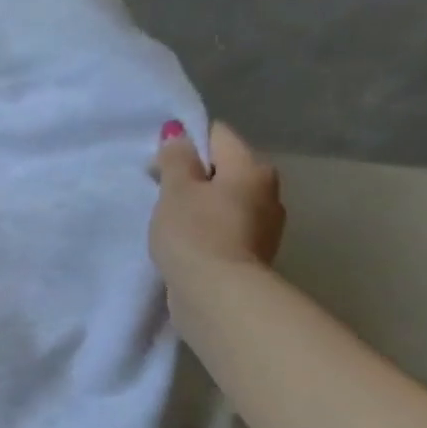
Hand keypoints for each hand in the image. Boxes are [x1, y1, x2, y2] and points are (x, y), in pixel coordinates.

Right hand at [149, 120, 284, 288]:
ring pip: (226, 200)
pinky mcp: (253, 253)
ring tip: (171, 221)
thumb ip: (176, 159)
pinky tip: (187, 242)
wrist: (217, 293)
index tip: (160, 163)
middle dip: (195, 176)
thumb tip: (179, 134)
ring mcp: (265, 225)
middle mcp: (267, 191)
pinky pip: (226, 227)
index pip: (218, 136)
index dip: (187, 142)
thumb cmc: (194, 232)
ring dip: (202, 205)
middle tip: (161, 193)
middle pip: (225, 169)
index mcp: (252, 168)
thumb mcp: (176, 190)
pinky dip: (208, 229)